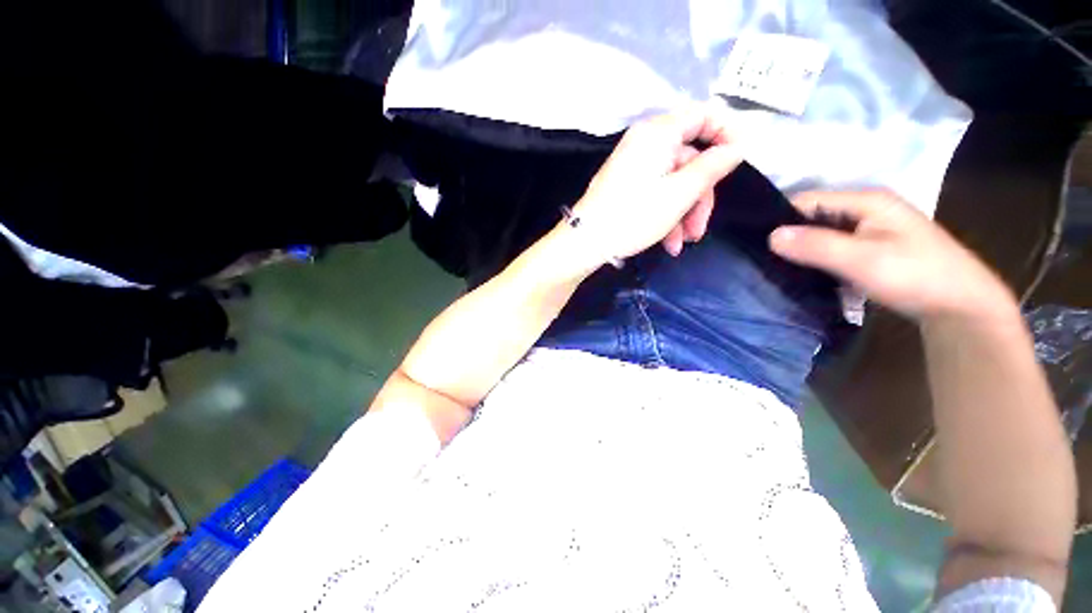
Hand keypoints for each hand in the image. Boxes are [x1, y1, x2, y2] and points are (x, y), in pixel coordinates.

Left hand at [571, 106, 742, 261]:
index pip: (703, 115)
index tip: (741, 161)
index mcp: (658, 133)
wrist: (585, 243)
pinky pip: (654, 193)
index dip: (727, 133)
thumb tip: (738, 146)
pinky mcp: (624, 186)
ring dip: (683, 214)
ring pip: (673, 182)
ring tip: (681, 244)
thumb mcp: (679, 193)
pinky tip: (667, 243)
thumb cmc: (633, 216)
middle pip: (688, 160)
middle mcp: (644, 143)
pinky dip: (665, 215)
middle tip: (699, 230)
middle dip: (699, 197)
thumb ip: (712, 167)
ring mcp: (632, 167)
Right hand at [769, 190, 1018, 322]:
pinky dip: (817, 258)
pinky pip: (833, 247)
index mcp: (866, 200)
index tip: (757, 244)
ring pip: (822, 233)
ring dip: (803, 249)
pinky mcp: (872, 247)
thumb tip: (770, 236)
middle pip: (813, 216)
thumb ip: (816, 245)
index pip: (807, 200)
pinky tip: (806, 273)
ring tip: (779, 268)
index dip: (781, 218)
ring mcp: (871, 228)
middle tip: (766, 260)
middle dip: (790, 236)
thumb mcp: (862, 260)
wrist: (961, 307)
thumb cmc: (915, 276)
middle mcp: (866, 208)